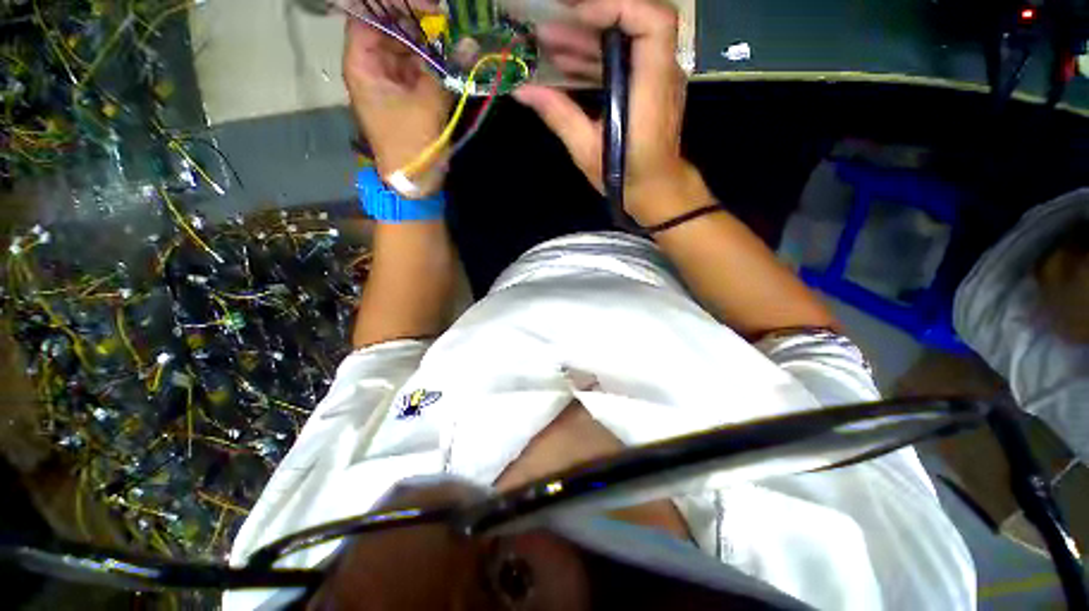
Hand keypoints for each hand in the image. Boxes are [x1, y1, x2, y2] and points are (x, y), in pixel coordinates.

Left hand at [342, 4, 452, 192]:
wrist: (414, 182)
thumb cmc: (411, 145)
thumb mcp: (427, 104)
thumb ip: (445, 70)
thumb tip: (467, 41)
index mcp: (363, 64)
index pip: (368, 17)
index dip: (393, 7)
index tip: (426, 6)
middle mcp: (374, 67)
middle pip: (390, 29)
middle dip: (417, 22)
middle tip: (446, 21)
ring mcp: (391, 81)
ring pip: (407, 48)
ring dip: (429, 43)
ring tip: (454, 37)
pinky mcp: (408, 95)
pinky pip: (419, 68)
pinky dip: (434, 63)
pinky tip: (452, 58)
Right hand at [514, 0, 705, 224]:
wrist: (654, 189)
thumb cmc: (626, 176)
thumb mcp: (588, 150)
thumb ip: (559, 115)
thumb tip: (523, 90)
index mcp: (651, 88)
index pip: (652, 22)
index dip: (616, 7)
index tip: (576, 15)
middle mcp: (660, 73)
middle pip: (635, 21)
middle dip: (591, 17)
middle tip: (549, 22)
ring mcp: (654, 78)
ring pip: (624, 41)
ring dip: (585, 38)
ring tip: (547, 43)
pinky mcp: (644, 87)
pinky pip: (620, 61)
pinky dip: (592, 58)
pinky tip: (564, 65)